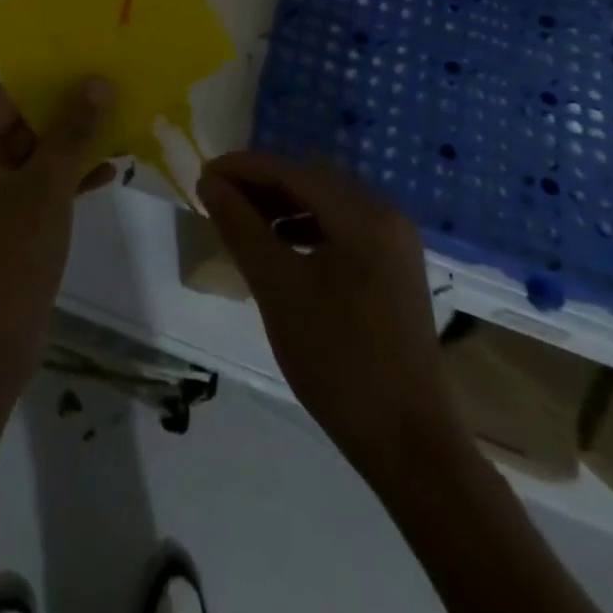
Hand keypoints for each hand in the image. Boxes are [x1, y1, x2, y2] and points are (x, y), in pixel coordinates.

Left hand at [0, 80, 115, 381]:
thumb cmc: (10, 256)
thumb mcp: (46, 188)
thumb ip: (71, 132)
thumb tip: (97, 82)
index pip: (9, 94)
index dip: (51, 77)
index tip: (91, 62)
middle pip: (24, 121)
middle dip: (69, 110)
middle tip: (114, 90)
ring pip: (37, 154)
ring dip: (75, 143)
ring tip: (121, 124)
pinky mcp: (9, 222)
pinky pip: (41, 185)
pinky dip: (70, 176)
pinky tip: (110, 171)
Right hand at [197, 151, 462, 482]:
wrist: (411, 445)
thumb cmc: (338, 360)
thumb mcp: (277, 288)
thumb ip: (240, 226)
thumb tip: (210, 181)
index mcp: (362, 214)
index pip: (290, 171)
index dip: (242, 168)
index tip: (201, 175)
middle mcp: (385, 216)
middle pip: (310, 181)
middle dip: (261, 185)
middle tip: (218, 200)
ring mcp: (394, 243)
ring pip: (325, 204)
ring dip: (281, 207)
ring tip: (242, 225)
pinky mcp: (394, 270)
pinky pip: (341, 229)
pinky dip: (305, 229)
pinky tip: (281, 250)